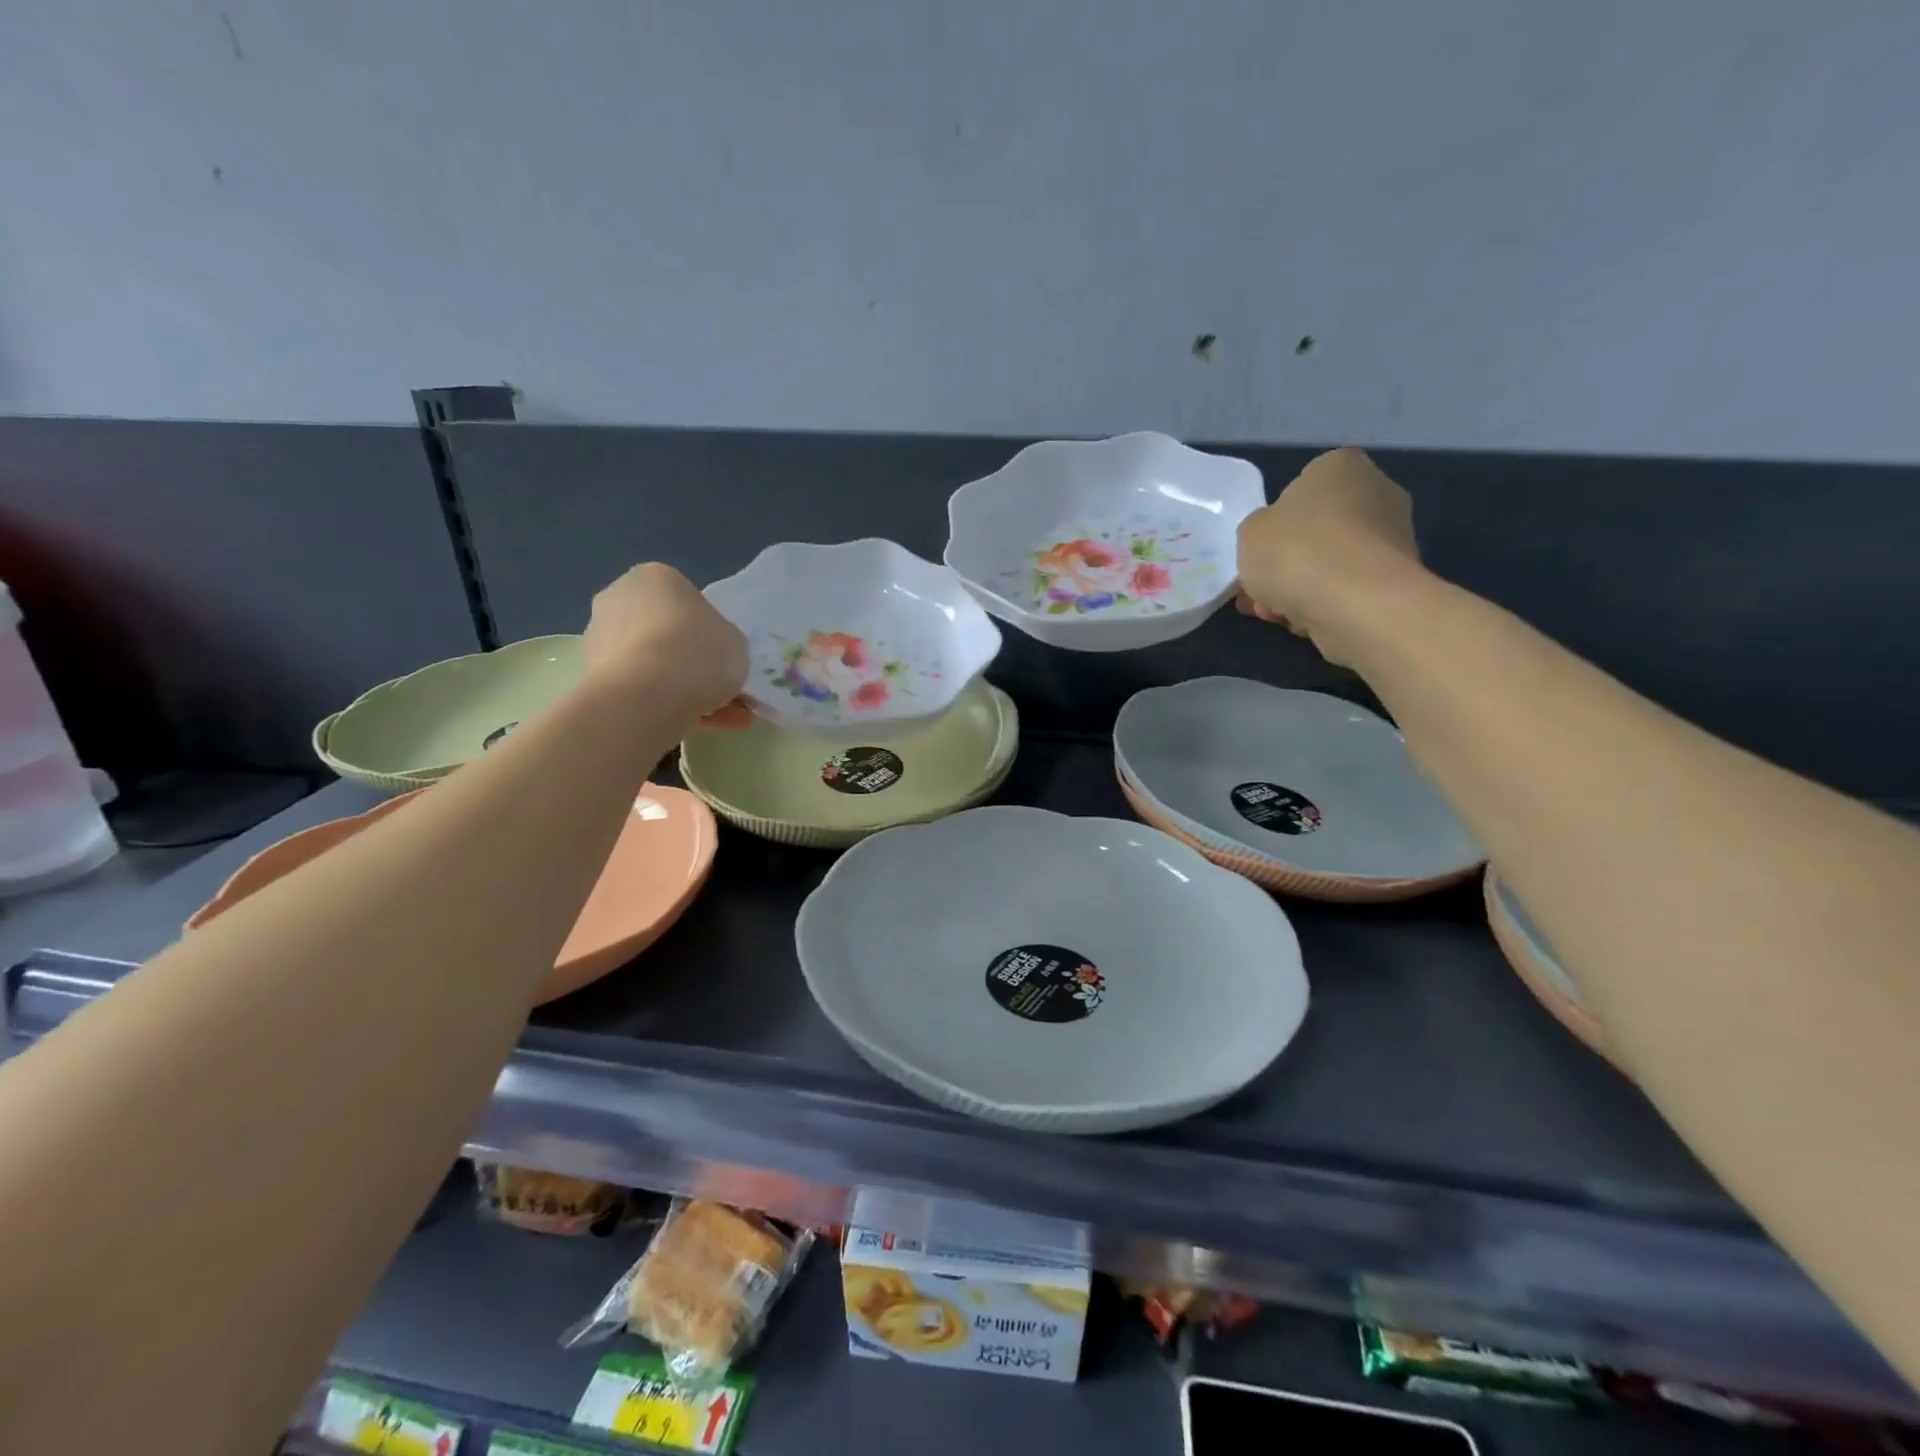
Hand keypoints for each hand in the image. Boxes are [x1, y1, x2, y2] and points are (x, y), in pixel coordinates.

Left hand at [584, 564, 747, 722]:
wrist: (647, 697)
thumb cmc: (698, 653)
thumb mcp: (735, 643)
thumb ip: (724, 642)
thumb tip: (712, 654)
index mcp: (656, 577)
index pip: (689, 603)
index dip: (711, 634)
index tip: (723, 659)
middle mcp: (619, 598)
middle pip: (666, 633)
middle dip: (691, 663)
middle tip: (720, 692)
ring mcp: (598, 637)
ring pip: (652, 665)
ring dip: (680, 689)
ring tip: (716, 720)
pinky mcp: (591, 675)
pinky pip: (638, 689)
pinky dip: (663, 705)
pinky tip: (692, 725)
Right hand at [1236, 448, 1421, 664]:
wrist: (1356, 603)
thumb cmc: (1296, 551)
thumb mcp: (1249, 533)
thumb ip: (1258, 531)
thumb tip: (1275, 542)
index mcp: (1340, 466)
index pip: (1301, 486)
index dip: (1275, 522)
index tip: (1259, 551)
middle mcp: (1377, 491)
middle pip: (1316, 530)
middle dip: (1286, 563)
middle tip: (1260, 591)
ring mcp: (1393, 537)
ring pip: (1330, 564)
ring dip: (1299, 588)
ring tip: (1274, 614)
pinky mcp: (1397, 579)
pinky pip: (1348, 589)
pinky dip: (1324, 604)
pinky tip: (1303, 623)